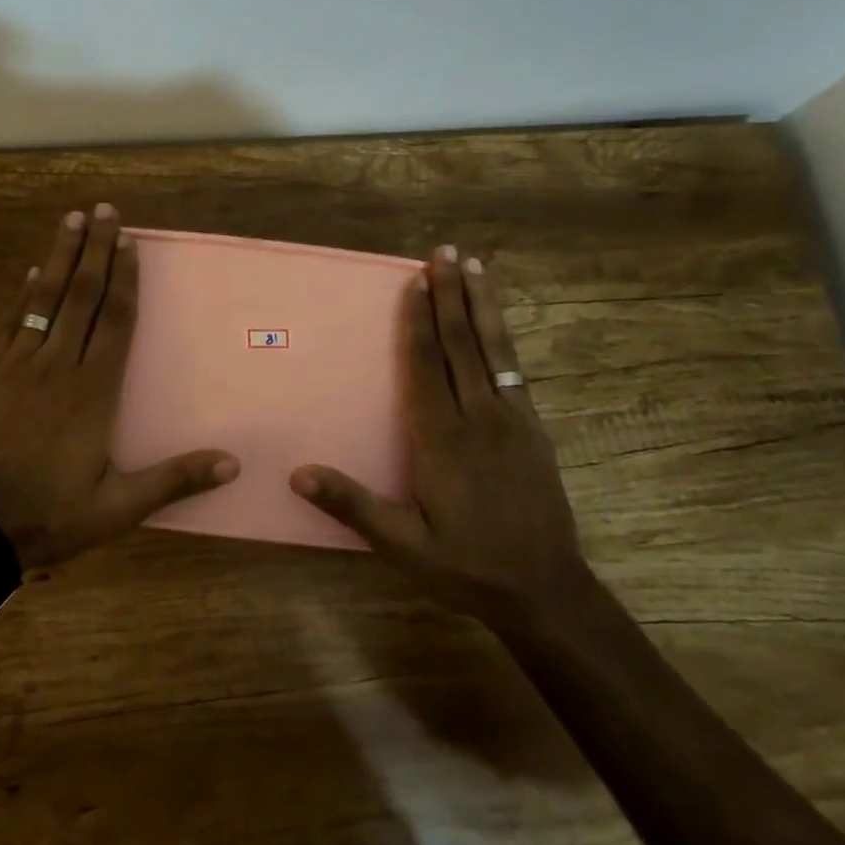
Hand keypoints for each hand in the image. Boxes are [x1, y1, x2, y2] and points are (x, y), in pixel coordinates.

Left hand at [0, 203, 239, 569]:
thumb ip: (173, 480)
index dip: (123, 278)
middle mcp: (59, 366)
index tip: (129, 242)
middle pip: (80, 296)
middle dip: (94, 250)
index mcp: (93, 391)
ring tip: (70, 220)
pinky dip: (23, 296)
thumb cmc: (52, 514)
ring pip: (45, 300)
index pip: (113, 321)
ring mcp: (21, 367)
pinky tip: (30, 273)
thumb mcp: (118, 507)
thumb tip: (232, 463)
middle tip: (104, 210)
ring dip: (59, 257)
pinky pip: (12, 324)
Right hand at [289, 244, 589, 631]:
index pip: (425, 368)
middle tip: (443, 252)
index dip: (417, 323)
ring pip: (493, 349)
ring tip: (474, 266)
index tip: (413, 283)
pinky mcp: (533, 429)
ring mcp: (512, 421)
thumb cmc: (466, 567)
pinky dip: (502, 337)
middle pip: (460, 345)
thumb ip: (353, 505)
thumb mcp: (403, 546)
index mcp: (442, 440)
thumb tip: (298, 473)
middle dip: (449, 295)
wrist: (546, 592)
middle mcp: (478, 418)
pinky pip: (513, 370)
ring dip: (481, 304)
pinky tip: (497, 322)